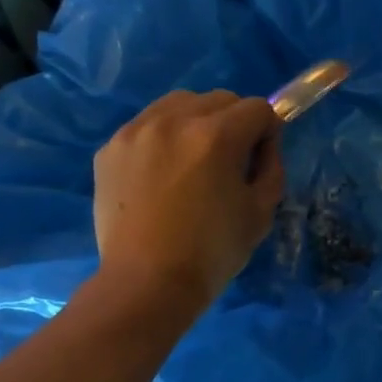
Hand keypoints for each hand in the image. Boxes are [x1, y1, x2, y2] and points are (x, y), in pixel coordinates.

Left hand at [93, 90, 283, 312]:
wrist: (147, 283)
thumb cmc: (213, 252)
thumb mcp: (261, 212)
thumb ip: (271, 167)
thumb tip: (264, 144)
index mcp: (217, 136)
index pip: (258, 108)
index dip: (268, 132)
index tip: (260, 159)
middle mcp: (174, 120)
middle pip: (220, 99)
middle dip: (234, 122)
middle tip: (230, 161)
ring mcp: (136, 131)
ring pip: (180, 104)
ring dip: (197, 122)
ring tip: (193, 161)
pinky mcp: (110, 147)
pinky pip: (148, 125)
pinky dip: (164, 138)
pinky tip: (163, 174)